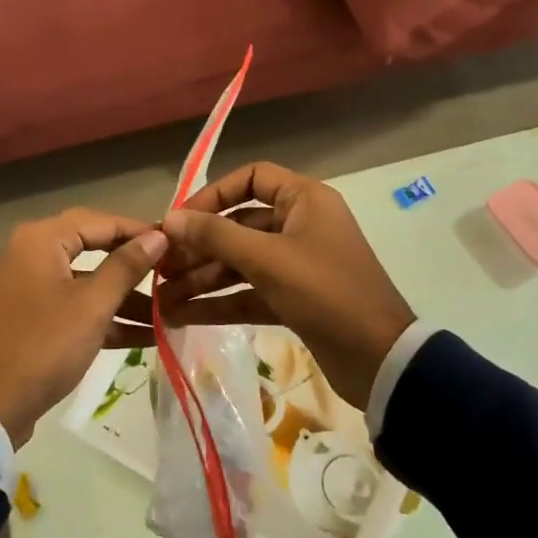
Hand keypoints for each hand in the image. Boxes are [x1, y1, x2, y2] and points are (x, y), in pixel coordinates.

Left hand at [0, 209, 166, 447]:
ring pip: (84, 282)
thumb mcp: (92, 306)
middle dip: (133, 266)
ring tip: (166, 312)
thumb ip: (126, 267)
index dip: (138, 230)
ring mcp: (27, 287)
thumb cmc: (44, 345)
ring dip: (123, 297)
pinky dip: (102, 317)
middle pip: (92, 248)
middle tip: (171, 272)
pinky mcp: (30, 317)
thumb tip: (158, 237)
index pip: (99, 220)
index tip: (174, 242)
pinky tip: (144, 335)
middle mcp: (29, 253)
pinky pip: (72, 305)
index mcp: (39, 240)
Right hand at [155, 163, 414, 407]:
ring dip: (202, 279)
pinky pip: (248, 293)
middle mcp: (299, 226)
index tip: (179, 219)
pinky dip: (218, 303)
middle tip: (159, 267)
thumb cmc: (325, 292)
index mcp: (304, 200)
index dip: (212, 195)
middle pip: (238, 225)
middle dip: (198, 248)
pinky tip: (181, 316)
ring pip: (239, 263)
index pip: (251, 178)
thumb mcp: (267, 259)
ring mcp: (295, 264)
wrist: (378, 359)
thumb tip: (169, 218)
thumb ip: (215, 236)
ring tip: (160, 299)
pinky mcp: (292, 299)